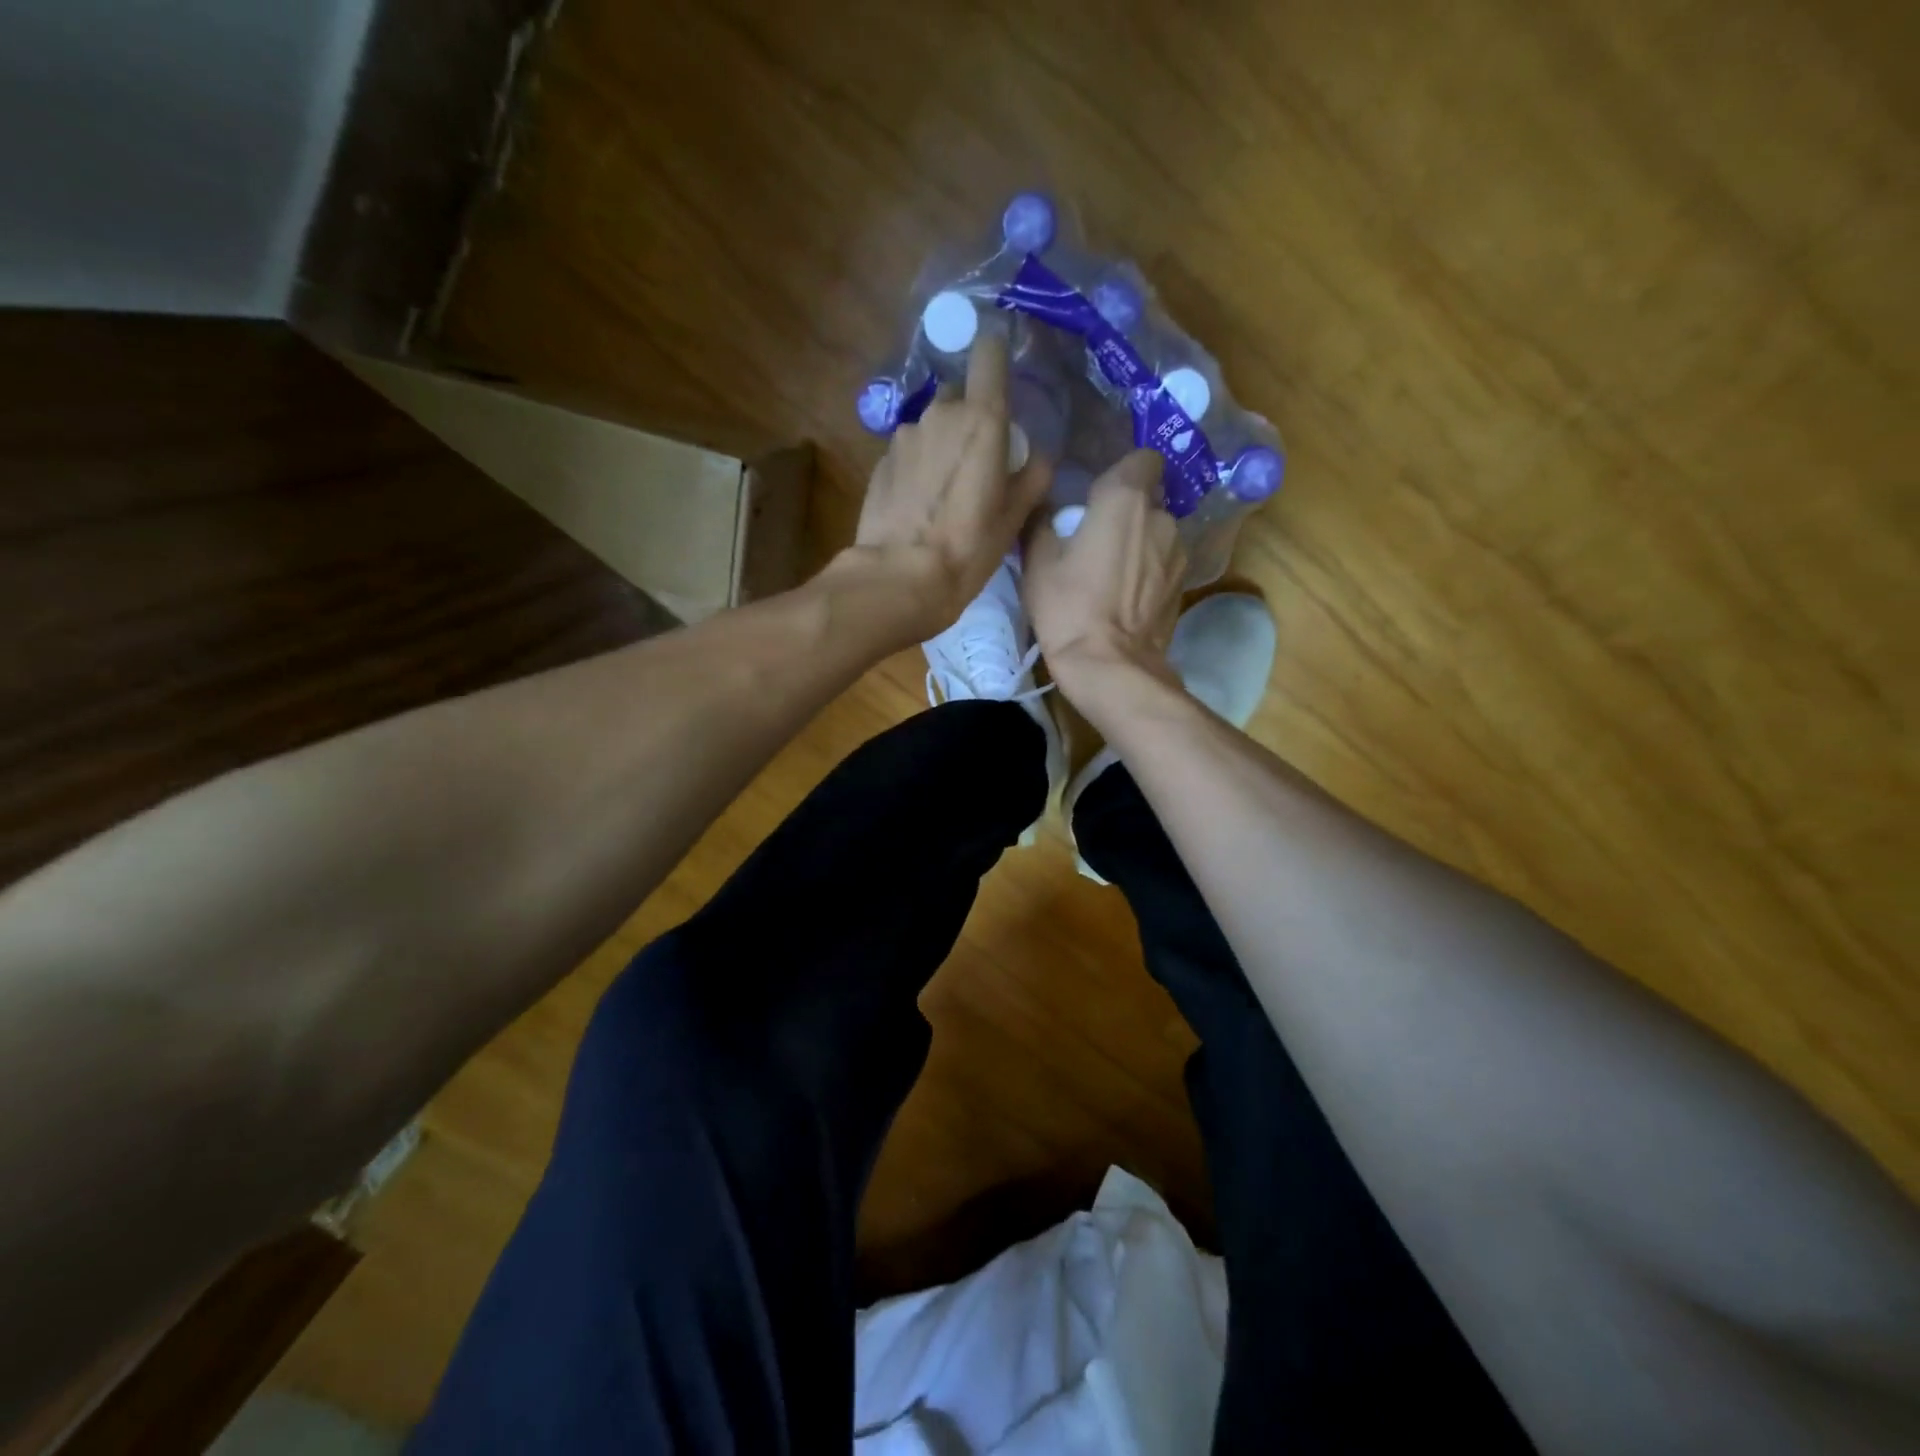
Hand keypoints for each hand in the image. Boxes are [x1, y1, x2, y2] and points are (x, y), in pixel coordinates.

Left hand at [844, 331, 1052, 638]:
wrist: (900, 577)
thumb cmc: (969, 547)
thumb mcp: (1015, 517)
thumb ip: (1033, 475)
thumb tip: (1037, 455)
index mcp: (982, 419)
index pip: (989, 353)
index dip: (996, 355)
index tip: (1002, 372)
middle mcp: (940, 414)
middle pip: (960, 398)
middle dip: (970, 419)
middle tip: (978, 463)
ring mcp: (904, 436)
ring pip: (932, 427)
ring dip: (941, 446)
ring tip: (945, 492)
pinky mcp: (880, 461)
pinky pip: (909, 452)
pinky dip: (918, 467)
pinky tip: (919, 504)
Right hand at [1022, 448, 1186, 696]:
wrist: (1110, 666)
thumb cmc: (1068, 607)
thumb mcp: (1037, 562)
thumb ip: (1042, 521)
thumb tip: (1044, 505)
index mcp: (1124, 499)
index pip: (1143, 458)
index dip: (1123, 472)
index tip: (1100, 495)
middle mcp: (1161, 517)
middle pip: (1149, 499)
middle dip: (1128, 512)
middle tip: (1097, 540)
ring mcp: (1178, 553)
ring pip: (1158, 533)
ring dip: (1140, 543)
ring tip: (1112, 574)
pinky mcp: (1183, 585)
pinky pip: (1164, 564)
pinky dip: (1149, 572)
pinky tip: (1127, 597)